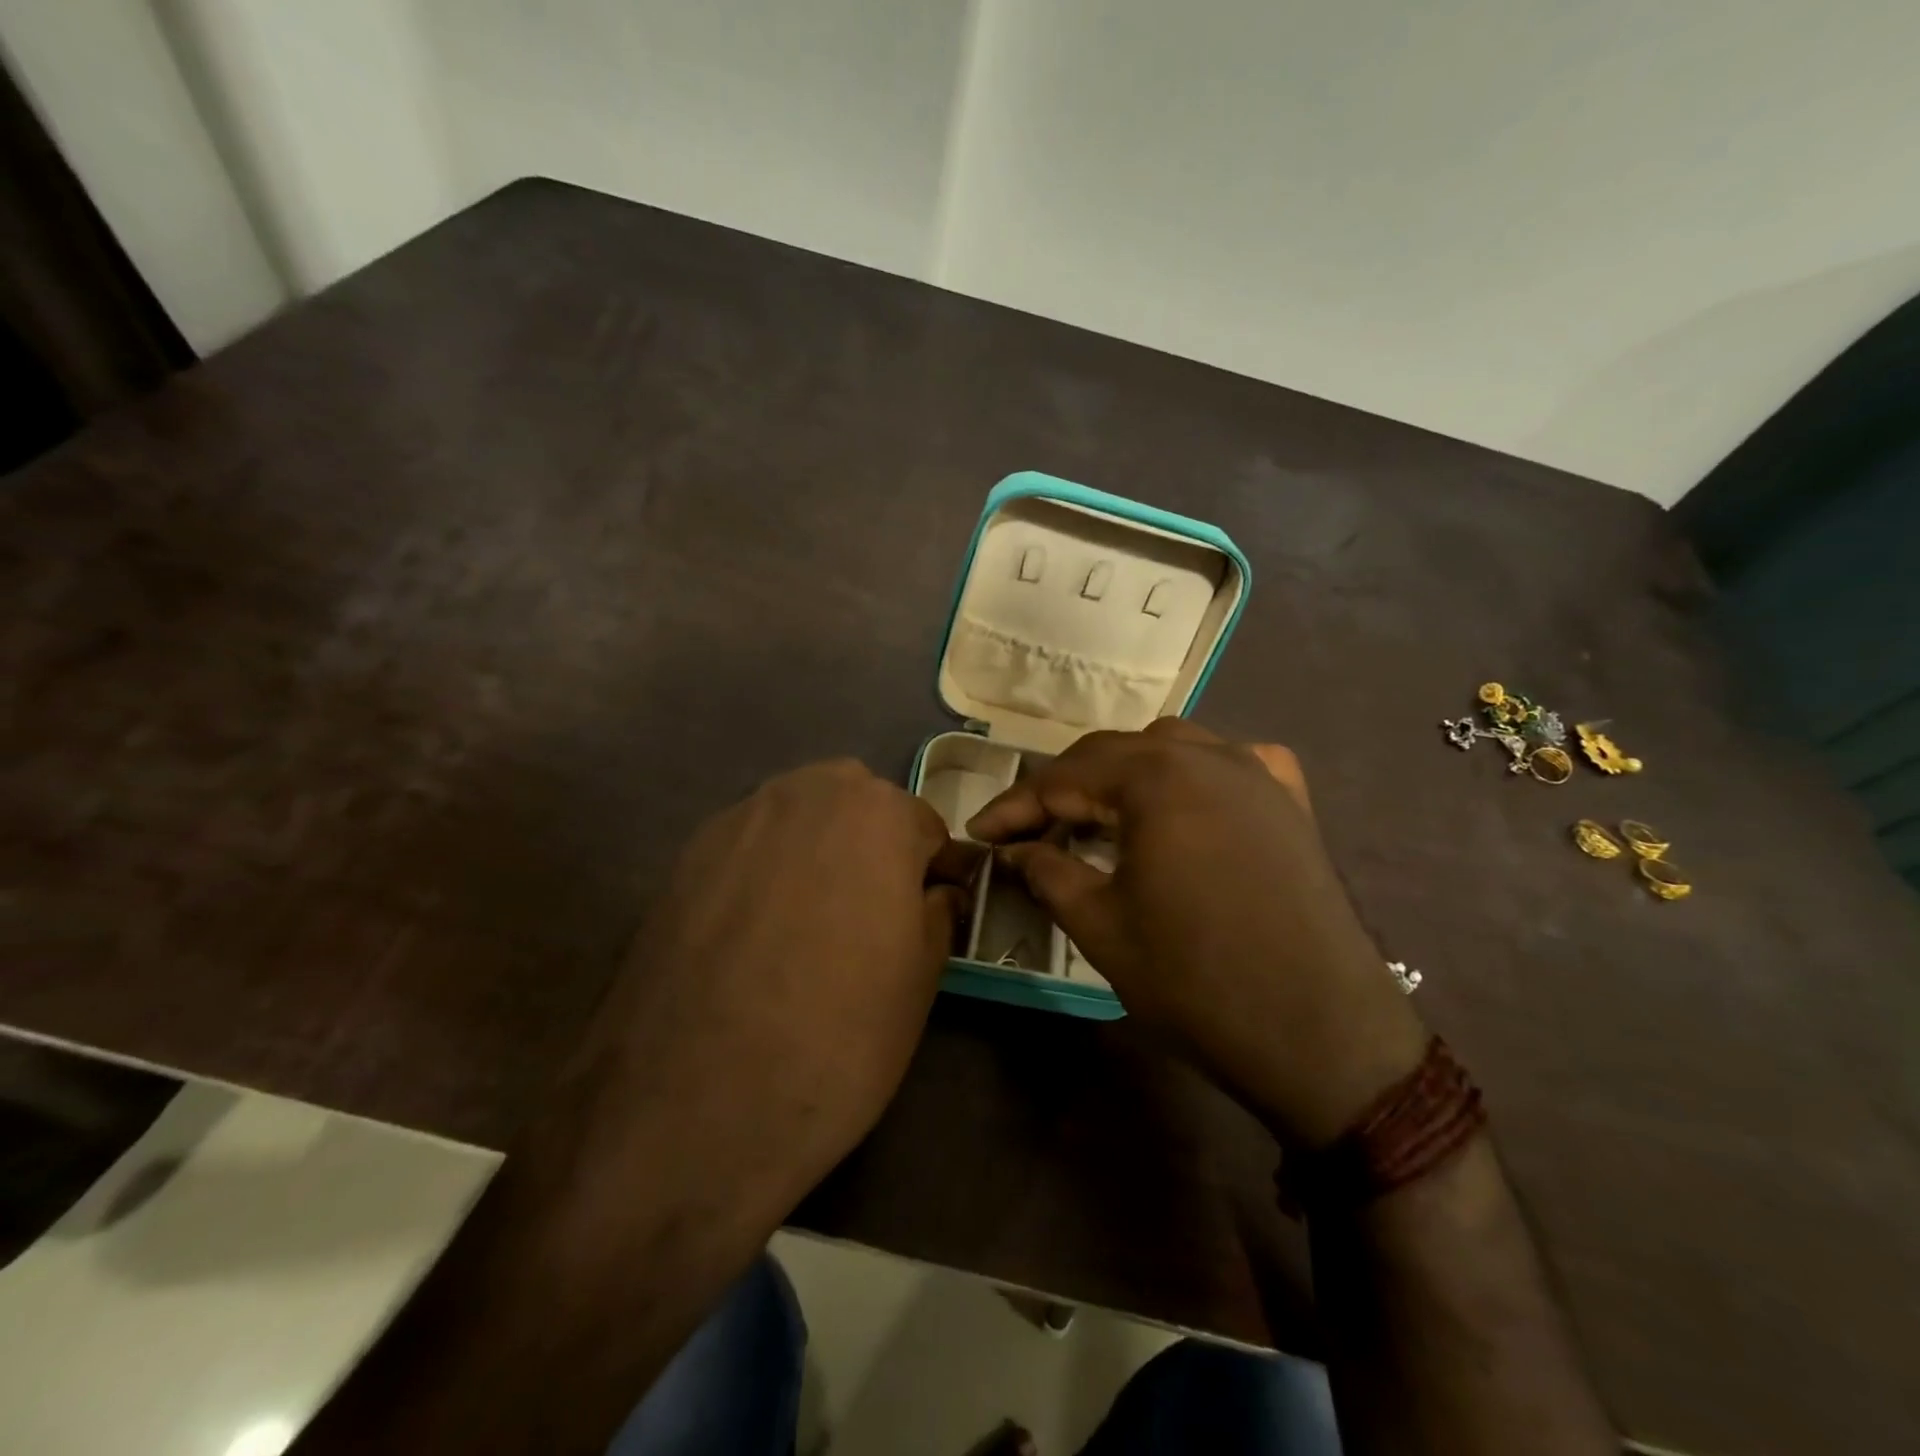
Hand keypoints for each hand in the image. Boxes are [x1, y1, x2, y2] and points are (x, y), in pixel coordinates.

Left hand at [580, 759, 975, 1205]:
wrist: (692, 1102)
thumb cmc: (838, 1035)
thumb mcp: (921, 978)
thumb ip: (937, 913)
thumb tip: (935, 892)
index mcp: (878, 812)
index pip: (924, 826)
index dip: (933, 871)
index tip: (932, 910)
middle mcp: (806, 792)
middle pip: (858, 805)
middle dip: (874, 846)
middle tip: (871, 915)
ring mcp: (738, 818)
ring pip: (800, 819)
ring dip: (818, 851)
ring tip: (812, 921)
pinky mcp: (686, 855)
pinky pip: (750, 846)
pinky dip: (766, 870)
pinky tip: (756, 932)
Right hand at [968, 720, 1424, 1147]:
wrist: (1323, 1035)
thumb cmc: (1197, 981)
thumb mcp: (1101, 927)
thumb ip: (1047, 871)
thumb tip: (1013, 848)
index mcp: (1155, 779)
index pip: (1064, 778)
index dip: (1014, 807)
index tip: (979, 833)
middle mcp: (1207, 755)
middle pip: (1113, 753)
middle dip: (1064, 788)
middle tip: (1029, 829)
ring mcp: (1257, 773)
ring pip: (1170, 748)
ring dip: (1124, 774)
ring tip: (1100, 817)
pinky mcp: (1291, 802)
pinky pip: (1230, 763)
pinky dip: (1192, 774)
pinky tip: (1186, 802)